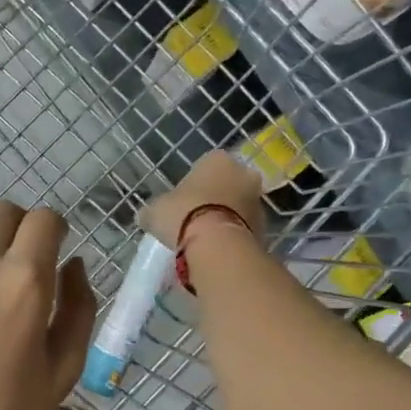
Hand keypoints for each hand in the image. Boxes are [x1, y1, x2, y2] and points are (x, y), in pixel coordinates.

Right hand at [139, 151, 265, 248]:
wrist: (216, 245)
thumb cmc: (183, 215)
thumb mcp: (155, 211)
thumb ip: (153, 210)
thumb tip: (146, 216)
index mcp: (217, 159)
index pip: (205, 166)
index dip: (193, 184)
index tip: (183, 202)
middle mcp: (243, 174)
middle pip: (227, 185)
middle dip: (216, 199)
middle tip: (196, 219)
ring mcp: (257, 200)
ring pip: (238, 207)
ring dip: (226, 218)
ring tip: (206, 239)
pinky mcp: (264, 227)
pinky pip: (244, 228)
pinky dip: (233, 236)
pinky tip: (217, 250)